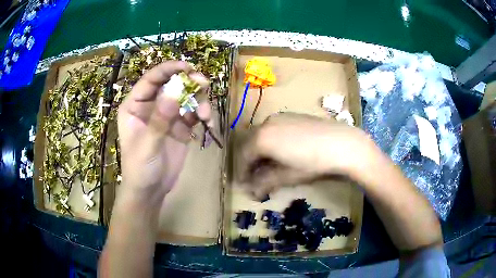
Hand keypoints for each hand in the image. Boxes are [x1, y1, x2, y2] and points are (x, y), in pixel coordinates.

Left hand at [117, 61, 210, 204]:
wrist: (150, 191)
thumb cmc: (139, 168)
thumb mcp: (147, 144)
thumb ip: (160, 118)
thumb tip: (175, 91)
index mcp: (135, 105)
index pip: (151, 80)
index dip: (168, 70)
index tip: (187, 67)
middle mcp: (151, 106)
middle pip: (171, 84)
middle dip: (188, 82)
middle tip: (204, 84)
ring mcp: (167, 116)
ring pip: (185, 97)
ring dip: (199, 100)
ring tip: (205, 114)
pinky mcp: (180, 127)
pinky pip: (193, 113)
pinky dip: (203, 114)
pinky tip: (208, 122)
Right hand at [238, 112, 371, 199]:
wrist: (342, 143)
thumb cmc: (312, 162)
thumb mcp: (287, 176)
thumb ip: (264, 182)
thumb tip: (251, 190)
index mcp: (262, 138)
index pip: (244, 156)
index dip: (243, 173)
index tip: (245, 186)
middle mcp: (267, 123)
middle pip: (251, 144)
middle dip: (251, 162)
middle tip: (255, 178)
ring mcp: (280, 117)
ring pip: (262, 136)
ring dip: (261, 152)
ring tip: (269, 167)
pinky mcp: (292, 116)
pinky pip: (274, 130)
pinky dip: (272, 142)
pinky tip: (282, 153)